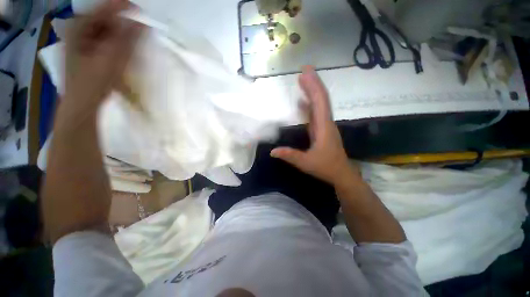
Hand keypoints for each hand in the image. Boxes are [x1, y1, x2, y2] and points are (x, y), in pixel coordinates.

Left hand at [64, 0, 141, 113]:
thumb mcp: (112, 59)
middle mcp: (79, 28)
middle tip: (141, 28)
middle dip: (124, 21)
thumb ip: (127, 40)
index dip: (123, 7)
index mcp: (79, 26)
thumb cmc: (93, 82)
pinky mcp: (89, 49)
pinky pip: (106, 38)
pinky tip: (125, 47)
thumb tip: (143, 23)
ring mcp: (83, 39)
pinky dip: (118, 41)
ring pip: (107, 28)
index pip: (104, 8)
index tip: (141, 12)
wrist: (82, 103)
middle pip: (106, 17)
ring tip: (135, 38)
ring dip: (122, 32)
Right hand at [271, 66, 358, 185]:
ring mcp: (324, 125)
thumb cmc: (326, 167)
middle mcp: (326, 122)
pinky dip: (310, 104)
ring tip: (303, 79)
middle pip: (321, 99)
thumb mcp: (306, 163)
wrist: (341, 174)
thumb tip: (272, 151)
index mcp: (323, 127)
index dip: (313, 86)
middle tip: (303, 70)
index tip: (305, 72)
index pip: (319, 102)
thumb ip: (290, 156)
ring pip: (319, 104)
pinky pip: (316, 113)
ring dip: (312, 91)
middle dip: (313, 83)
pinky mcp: (322, 129)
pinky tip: (303, 101)